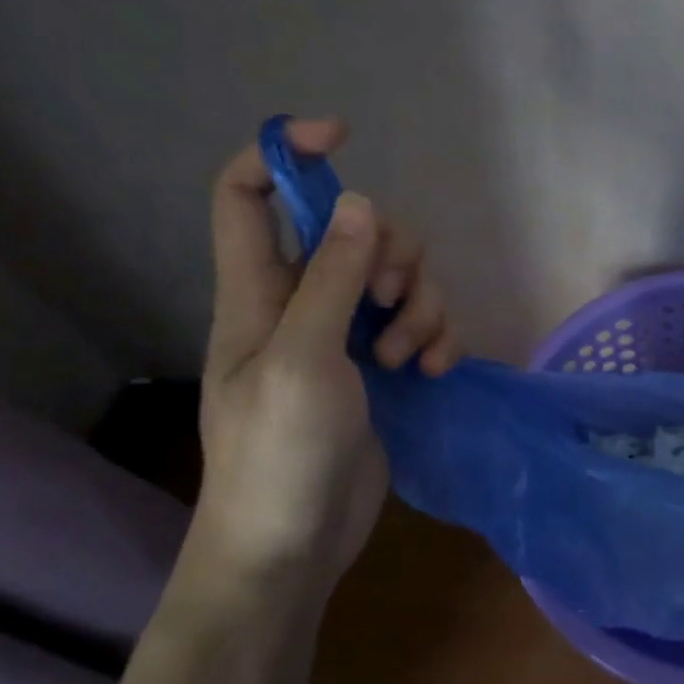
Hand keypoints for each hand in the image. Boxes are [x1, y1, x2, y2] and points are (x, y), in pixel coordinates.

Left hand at [194, 119, 460, 590]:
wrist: (293, 547)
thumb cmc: (277, 455)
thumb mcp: (301, 359)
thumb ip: (331, 278)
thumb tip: (363, 205)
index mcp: (257, 290)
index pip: (248, 194)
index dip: (284, 152)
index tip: (341, 137)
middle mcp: (301, 301)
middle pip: (354, 229)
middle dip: (391, 251)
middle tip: (393, 299)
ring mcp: (345, 334)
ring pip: (397, 277)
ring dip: (421, 304)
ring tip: (409, 356)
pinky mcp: (381, 366)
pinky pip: (420, 323)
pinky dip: (436, 335)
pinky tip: (434, 369)